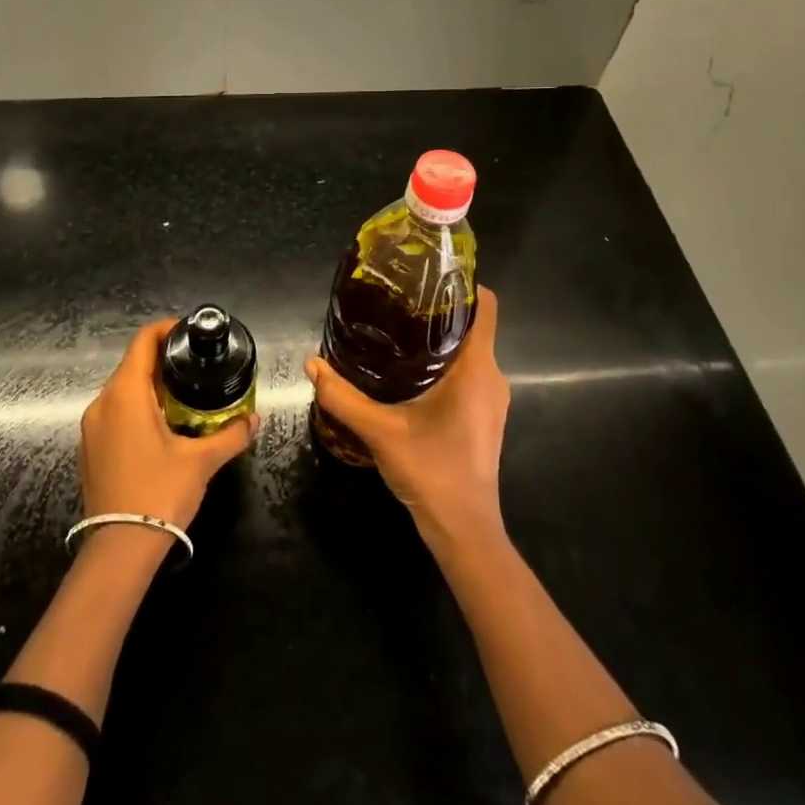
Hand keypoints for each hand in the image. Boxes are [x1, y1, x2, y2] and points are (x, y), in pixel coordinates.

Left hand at [79, 319, 258, 528]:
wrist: (119, 549)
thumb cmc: (160, 493)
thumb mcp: (202, 461)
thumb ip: (231, 434)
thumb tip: (254, 419)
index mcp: (126, 394)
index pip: (142, 342)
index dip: (165, 329)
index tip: (189, 333)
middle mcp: (102, 403)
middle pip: (131, 365)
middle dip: (162, 362)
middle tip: (194, 368)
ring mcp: (90, 428)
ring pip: (121, 392)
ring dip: (149, 388)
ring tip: (182, 398)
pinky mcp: (88, 450)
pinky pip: (113, 415)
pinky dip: (135, 410)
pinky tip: (159, 428)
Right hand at [306, 286, 509, 553]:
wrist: (464, 530)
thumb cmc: (432, 473)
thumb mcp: (381, 432)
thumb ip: (343, 397)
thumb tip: (312, 364)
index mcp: (477, 369)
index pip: (486, 306)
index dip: (463, 283)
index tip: (429, 274)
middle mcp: (492, 377)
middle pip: (474, 325)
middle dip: (440, 309)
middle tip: (399, 301)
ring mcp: (491, 398)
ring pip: (471, 351)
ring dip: (441, 338)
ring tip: (399, 330)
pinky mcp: (485, 415)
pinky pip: (469, 372)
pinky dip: (445, 362)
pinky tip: (411, 371)